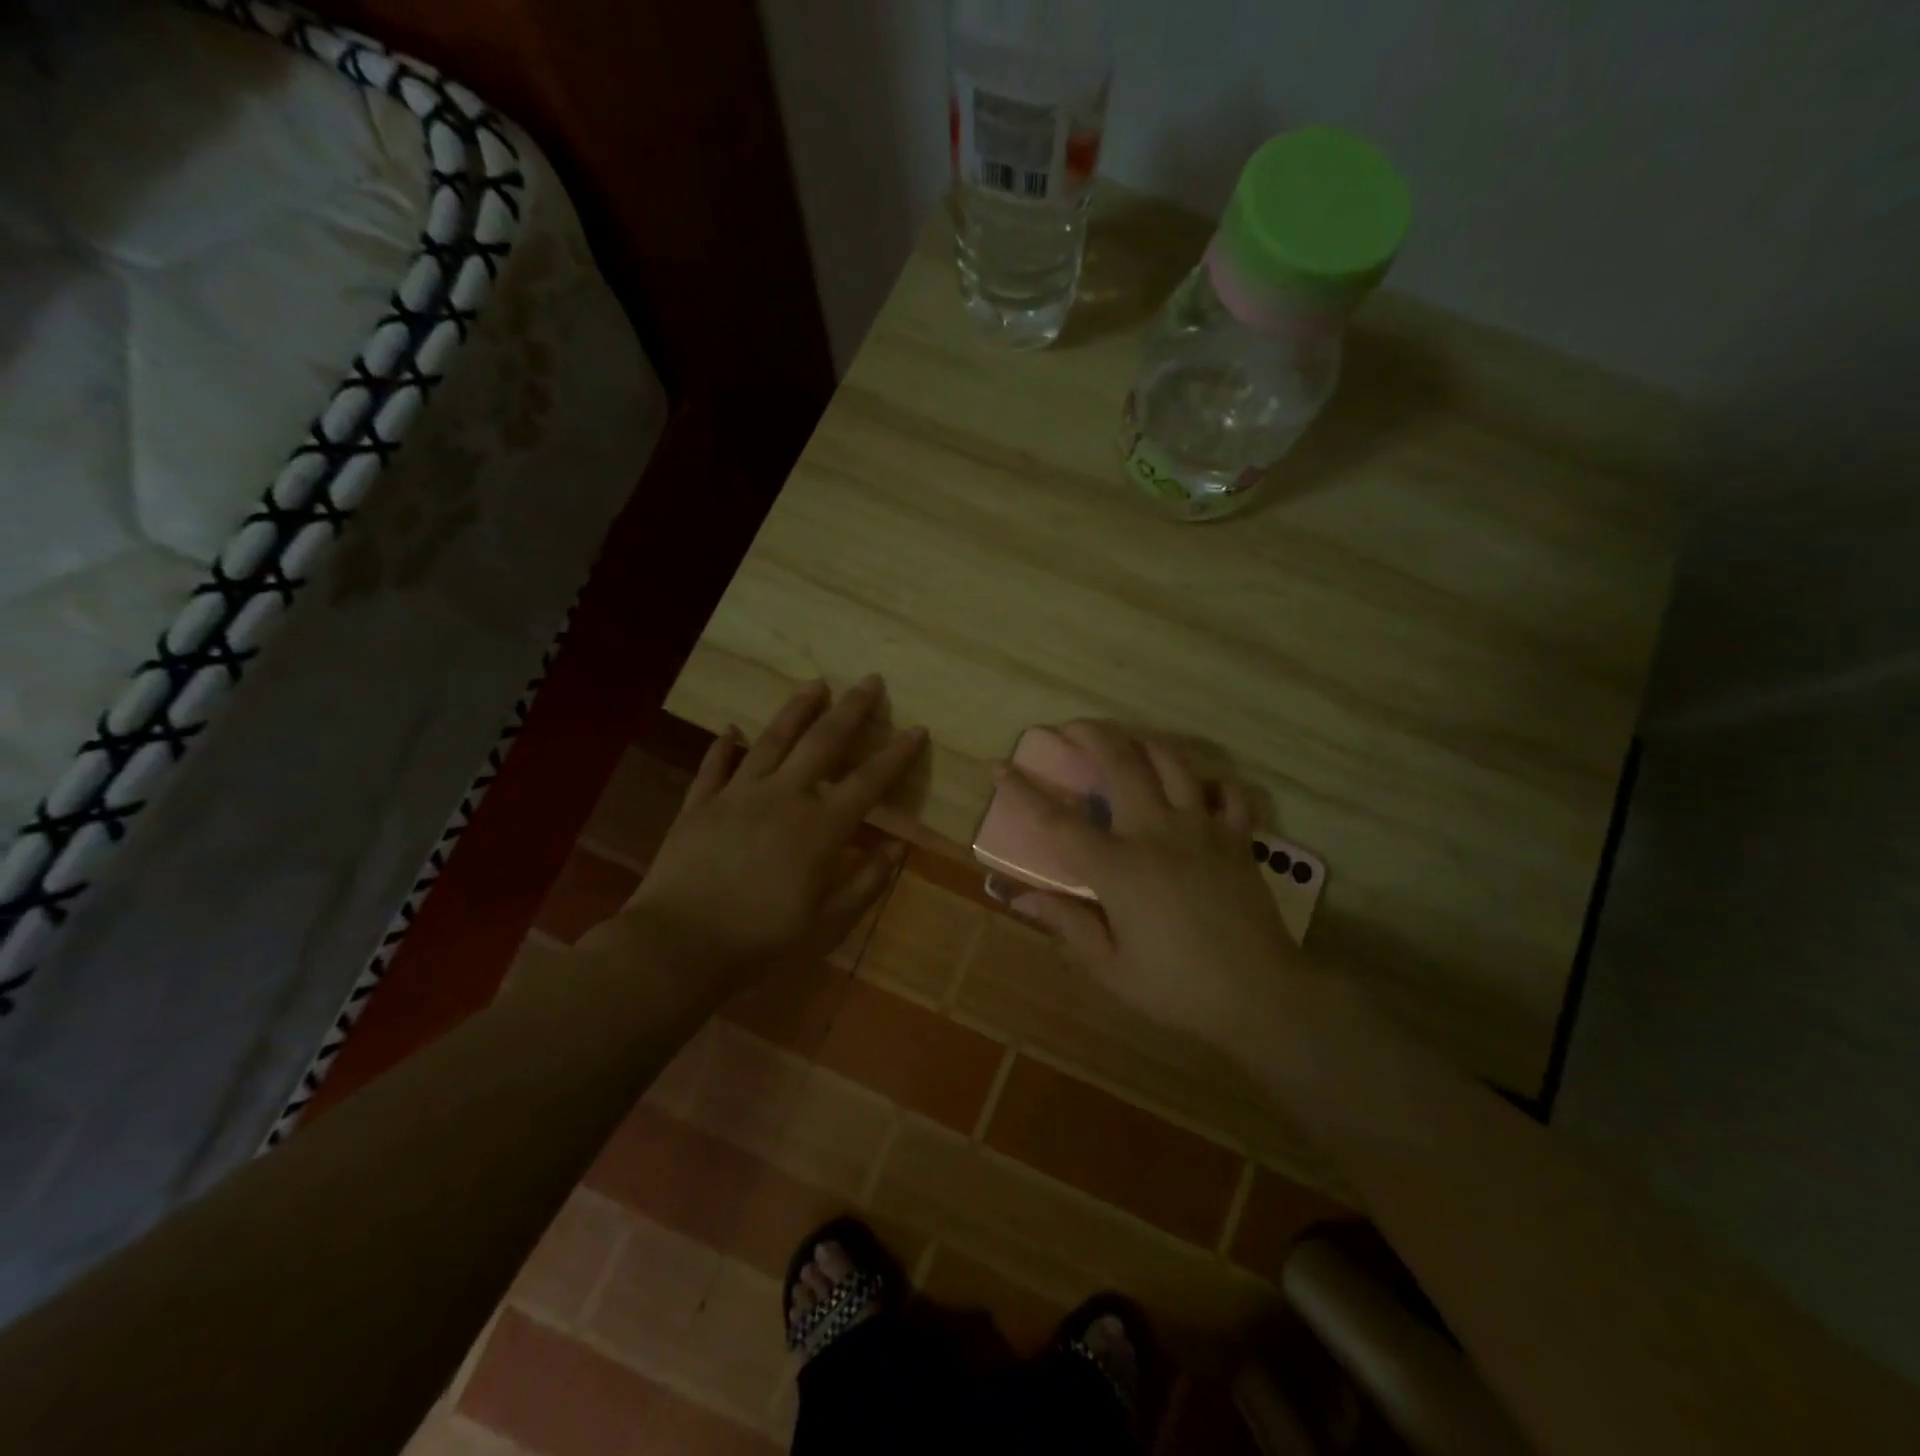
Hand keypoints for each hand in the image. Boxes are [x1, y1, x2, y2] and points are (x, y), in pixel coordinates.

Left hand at [623, 676, 923, 988]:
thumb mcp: (828, 922)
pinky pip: (714, 766)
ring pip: (772, 740)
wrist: (679, 945)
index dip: (896, 754)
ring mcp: (738, 794)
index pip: (868, 781)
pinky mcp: (700, 804)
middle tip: (870, 680)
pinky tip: (730, 728)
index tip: (916, 729)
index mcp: (820, 827)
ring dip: (797, 709)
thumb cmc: (762, 939)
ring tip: (815, 684)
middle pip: (823, 742)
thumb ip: (866, 881)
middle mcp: (784, 796)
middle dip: (851, 709)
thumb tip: (897, 847)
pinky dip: (723, 745)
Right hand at [997, 722, 1295, 1042]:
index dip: (1024, 792)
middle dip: (1091, 735)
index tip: (1000, 767)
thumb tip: (1021, 897)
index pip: (1059, 821)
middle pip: (1121, 763)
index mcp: (1119, 868)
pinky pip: (1228, 792)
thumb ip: (1066, 924)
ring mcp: (1202, 829)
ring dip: (1145, 741)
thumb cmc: (1177, 988)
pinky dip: (1211, 781)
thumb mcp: (1110, 967)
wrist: (1262, 997)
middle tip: (1071, 727)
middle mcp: (1157, 833)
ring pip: (1173, 762)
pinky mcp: (1237, 838)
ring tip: (1128, 738)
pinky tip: (1197, 787)